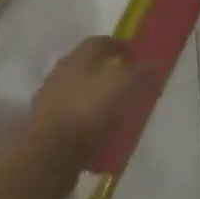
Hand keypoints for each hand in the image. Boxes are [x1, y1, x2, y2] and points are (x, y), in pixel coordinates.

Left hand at [24, 37, 146, 187]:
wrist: (46, 156)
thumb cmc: (86, 111)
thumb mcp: (122, 86)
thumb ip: (139, 73)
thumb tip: (154, 62)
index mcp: (78, 59)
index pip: (99, 42)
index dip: (119, 45)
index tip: (136, 53)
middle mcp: (62, 76)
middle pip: (88, 68)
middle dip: (109, 73)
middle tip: (130, 82)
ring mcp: (52, 104)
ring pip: (81, 96)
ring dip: (99, 101)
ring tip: (120, 113)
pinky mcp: (49, 132)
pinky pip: (77, 124)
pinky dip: (91, 128)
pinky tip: (105, 139)